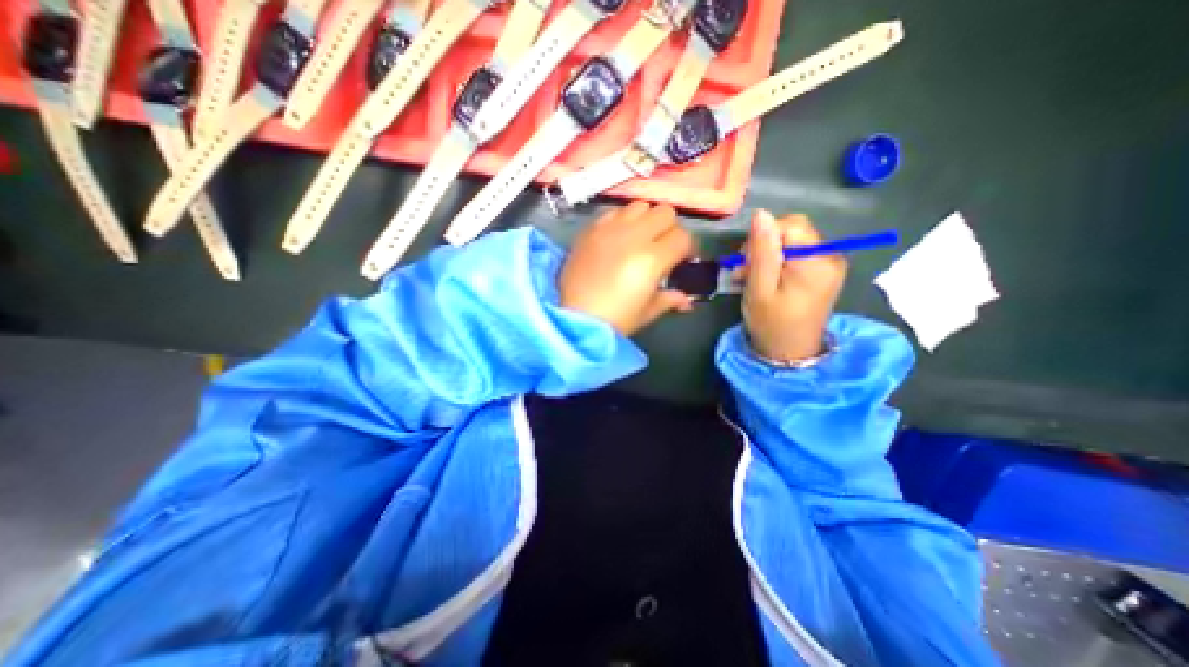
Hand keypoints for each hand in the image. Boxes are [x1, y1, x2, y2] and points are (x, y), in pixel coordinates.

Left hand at [561, 202, 699, 334]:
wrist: (574, 318)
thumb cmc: (615, 320)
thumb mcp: (647, 312)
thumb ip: (669, 299)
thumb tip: (686, 300)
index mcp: (653, 258)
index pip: (683, 237)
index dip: (687, 248)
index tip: (683, 260)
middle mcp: (634, 236)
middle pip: (665, 212)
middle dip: (670, 228)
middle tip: (663, 246)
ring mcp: (610, 229)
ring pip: (640, 205)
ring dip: (646, 219)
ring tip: (640, 238)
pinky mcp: (591, 230)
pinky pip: (613, 212)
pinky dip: (622, 219)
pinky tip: (617, 237)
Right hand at [741, 211, 848, 362]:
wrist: (790, 353)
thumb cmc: (771, 323)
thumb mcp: (760, 288)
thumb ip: (762, 250)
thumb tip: (761, 214)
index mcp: (816, 260)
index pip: (790, 224)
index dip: (763, 237)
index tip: (745, 262)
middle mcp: (830, 256)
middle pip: (792, 231)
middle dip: (763, 246)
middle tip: (744, 272)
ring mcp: (830, 263)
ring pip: (792, 241)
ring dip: (767, 255)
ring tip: (751, 278)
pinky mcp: (824, 271)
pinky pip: (798, 253)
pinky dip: (778, 262)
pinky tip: (766, 279)